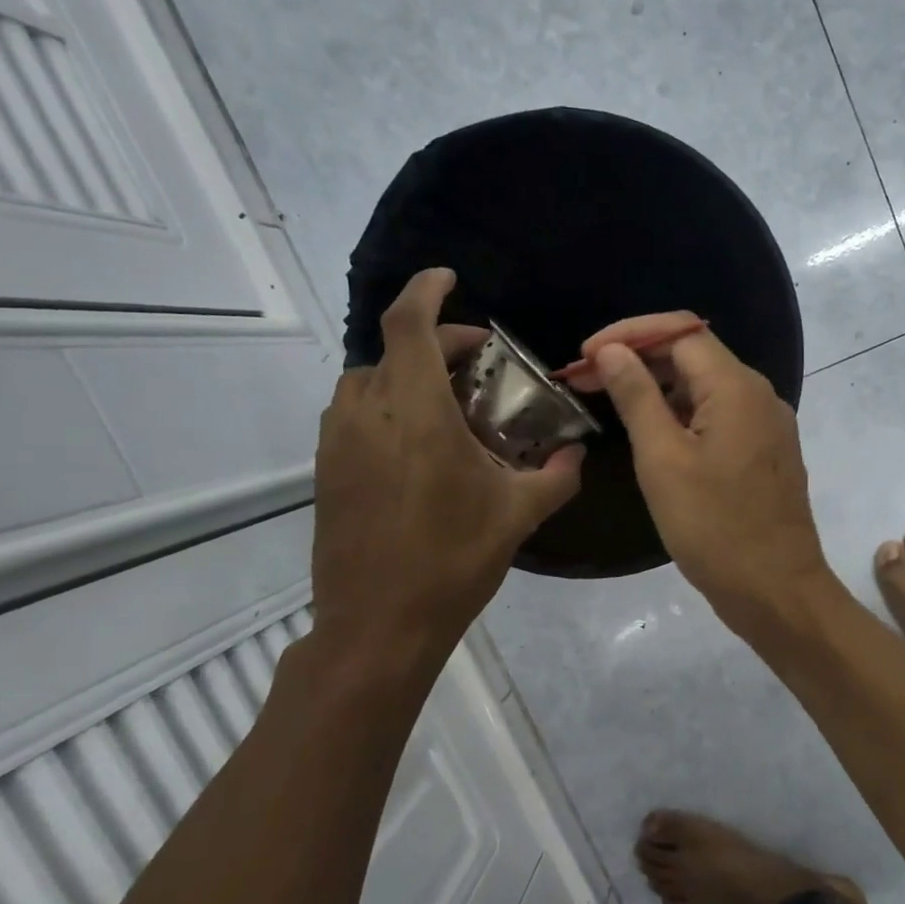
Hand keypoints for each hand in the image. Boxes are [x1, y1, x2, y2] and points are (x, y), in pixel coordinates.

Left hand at [309, 270, 582, 681]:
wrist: (377, 624)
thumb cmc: (452, 563)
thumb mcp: (518, 516)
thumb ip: (555, 477)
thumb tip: (577, 456)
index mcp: (417, 415)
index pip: (409, 325)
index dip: (427, 291)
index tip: (450, 279)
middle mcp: (368, 415)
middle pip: (392, 350)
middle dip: (434, 343)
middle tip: (476, 361)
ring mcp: (339, 442)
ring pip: (368, 381)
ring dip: (406, 374)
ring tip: (446, 402)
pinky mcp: (327, 469)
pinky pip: (355, 414)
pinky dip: (386, 405)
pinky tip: (418, 443)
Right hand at [582, 313, 831, 625]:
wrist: (776, 590)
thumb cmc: (715, 527)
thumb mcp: (663, 460)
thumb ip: (637, 397)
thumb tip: (614, 351)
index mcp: (737, 387)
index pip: (679, 332)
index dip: (628, 335)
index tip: (584, 357)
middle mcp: (759, 396)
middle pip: (693, 356)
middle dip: (638, 360)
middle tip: (586, 383)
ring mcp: (766, 426)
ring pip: (705, 389)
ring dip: (657, 390)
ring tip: (609, 405)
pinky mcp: (764, 454)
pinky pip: (719, 418)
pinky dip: (682, 417)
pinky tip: (651, 435)